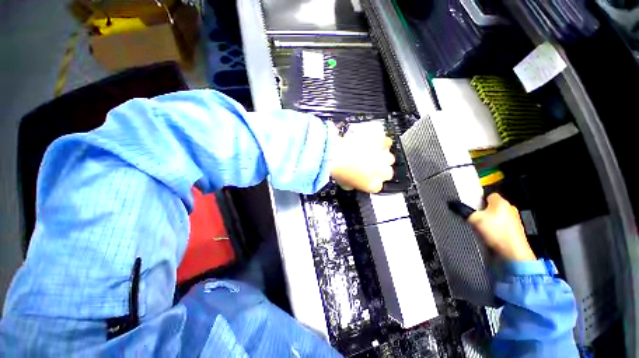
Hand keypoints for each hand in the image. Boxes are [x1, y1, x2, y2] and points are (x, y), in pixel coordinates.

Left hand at [329, 125, 394, 192]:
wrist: (335, 152)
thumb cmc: (338, 169)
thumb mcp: (344, 184)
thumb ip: (353, 185)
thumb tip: (353, 183)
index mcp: (373, 185)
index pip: (377, 186)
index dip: (371, 181)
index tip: (365, 177)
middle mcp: (382, 173)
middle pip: (387, 173)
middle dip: (379, 170)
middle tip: (368, 165)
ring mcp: (383, 157)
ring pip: (389, 158)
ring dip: (381, 157)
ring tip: (370, 153)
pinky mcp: (381, 143)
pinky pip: (386, 142)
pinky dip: (381, 143)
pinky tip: (374, 142)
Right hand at [468, 193, 535, 260]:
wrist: (511, 253)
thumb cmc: (498, 234)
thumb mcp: (473, 218)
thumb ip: (463, 210)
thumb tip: (454, 205)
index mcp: (502, 202)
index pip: (488, 195)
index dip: (478, 200)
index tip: (472, 206)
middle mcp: (510, 209)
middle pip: (491, 207)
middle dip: (483, 212)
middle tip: (474, 218)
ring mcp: (514, 221)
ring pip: (496, 217)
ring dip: (489, 222)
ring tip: (481, 229)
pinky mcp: (515, 232)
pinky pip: (500, 227)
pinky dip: (494, 231)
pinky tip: (489, 236)